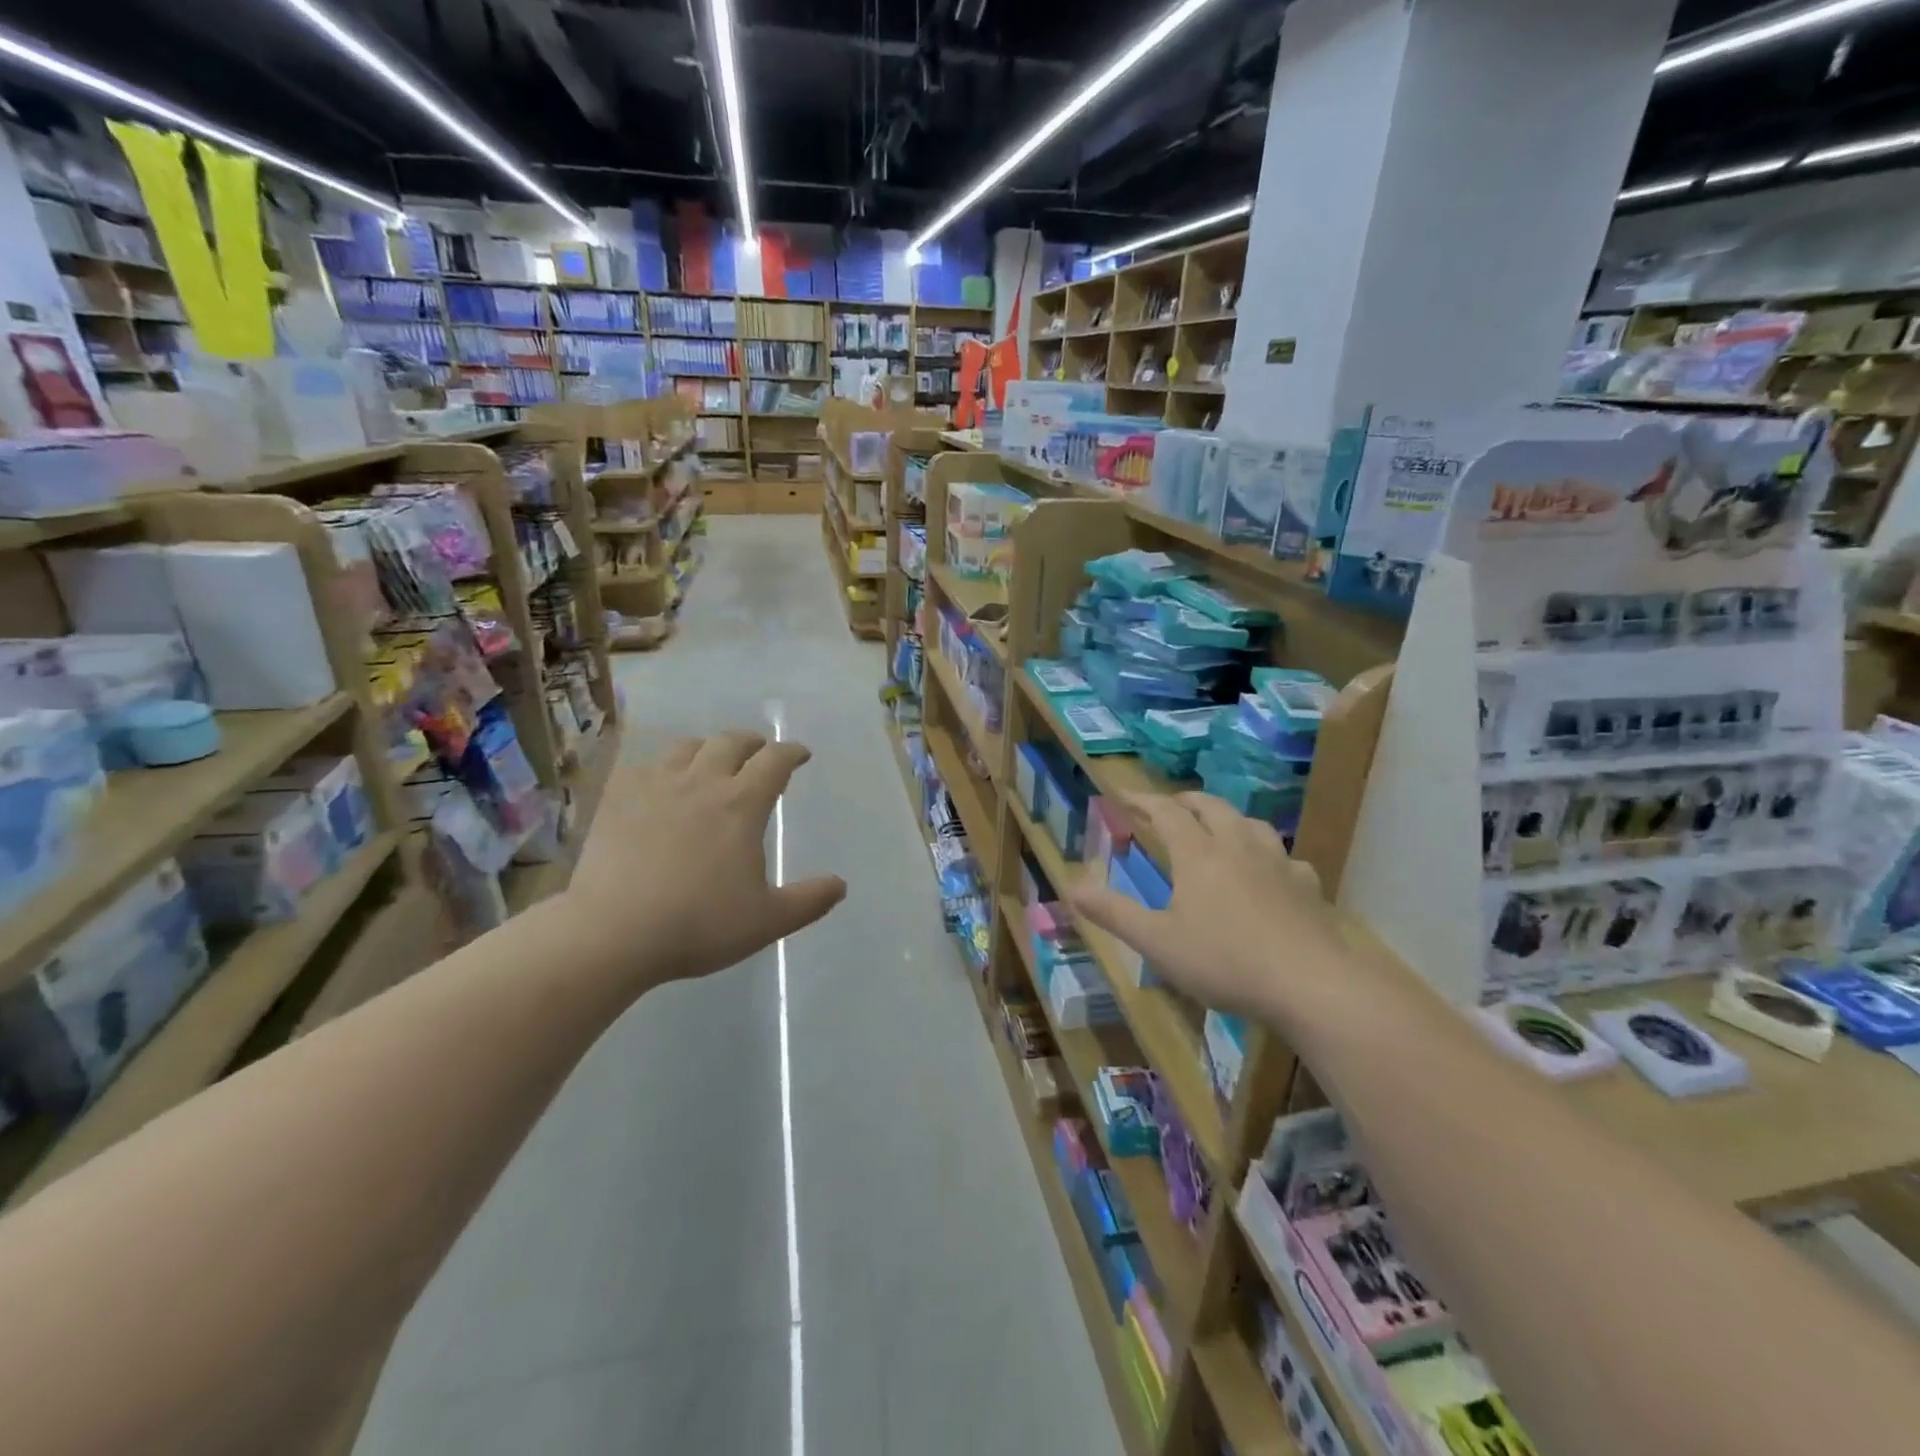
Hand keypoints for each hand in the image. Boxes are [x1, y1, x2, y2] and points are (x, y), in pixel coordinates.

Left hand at [566, 732, 846, 992]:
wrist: (612, 933)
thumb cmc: (698, 925)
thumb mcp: (767, 921)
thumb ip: (808, 901)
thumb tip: (840, 885)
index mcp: (741, 805)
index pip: (775, 761)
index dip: (791, 752)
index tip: (800, 754)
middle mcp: (702, 783)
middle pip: (730, 742)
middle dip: (751, 741)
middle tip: (759, 751)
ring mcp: (655, 786)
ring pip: (686, 747)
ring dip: (707, 747)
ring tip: (710, 760)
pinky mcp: (617, 799)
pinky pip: (643, 766)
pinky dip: (660, 767)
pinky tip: (658, 782)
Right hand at [1066, 792, 1341, 1020]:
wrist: (1311, 984)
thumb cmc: (1224, 961)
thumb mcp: (1157, 942)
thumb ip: (1113, 913)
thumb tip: (1071, 887)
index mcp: (1198, 855)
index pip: (1165, 812)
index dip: (1142, 800)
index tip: (1122, 793)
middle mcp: (1237, 846)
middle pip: (1211, 807)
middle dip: (1185, 802)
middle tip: (1169, 806)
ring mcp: (1278, 863)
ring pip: (1250, 823)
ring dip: (1228, 818)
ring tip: (1218, 828)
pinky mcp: (1307, 886)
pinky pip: (1286, 857)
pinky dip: (1269, 855)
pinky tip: (1271, 871)